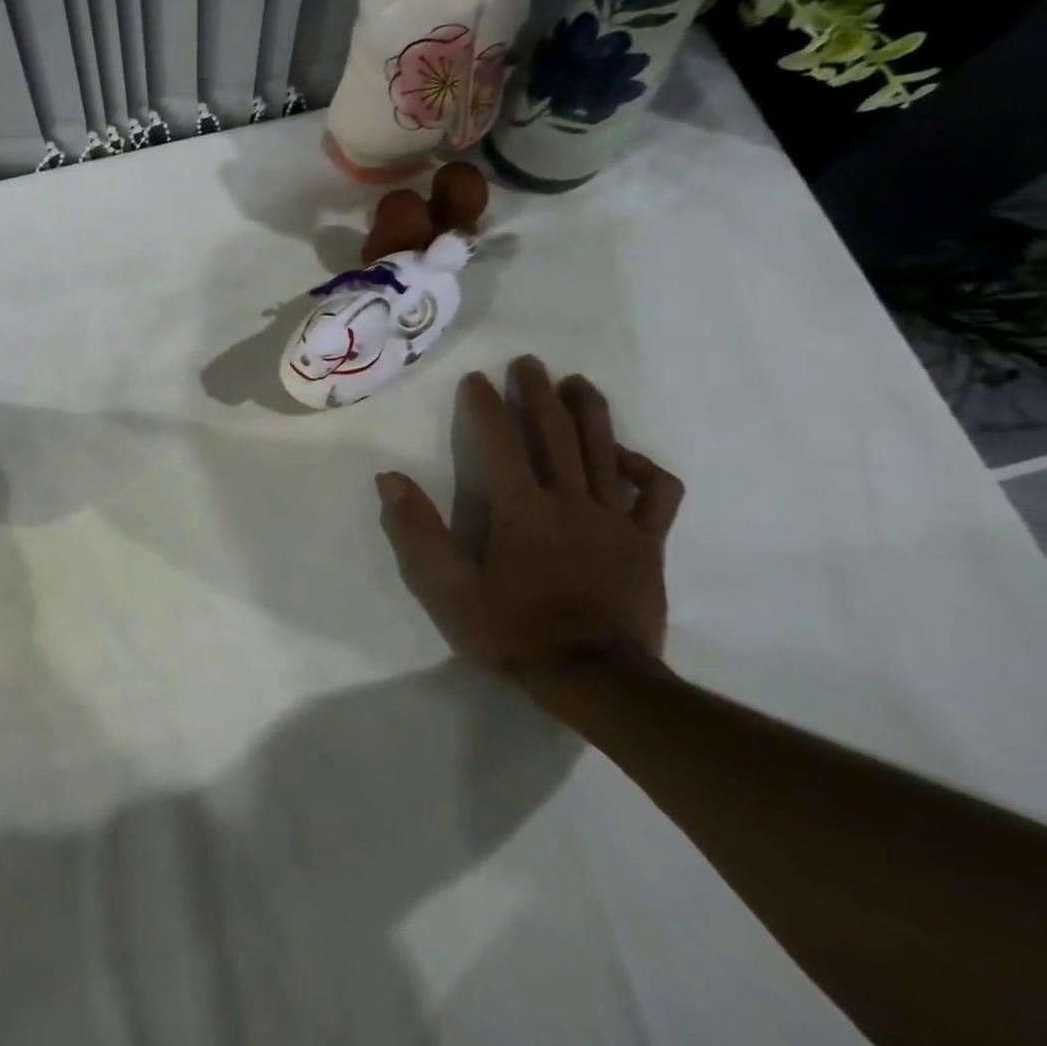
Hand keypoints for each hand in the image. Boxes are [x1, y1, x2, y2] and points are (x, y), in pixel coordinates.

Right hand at [377, 357, 683, 686]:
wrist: (598, 681)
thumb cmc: (514, 632)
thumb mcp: (448, 589)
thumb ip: (418, 532)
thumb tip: (389, 478)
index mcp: (521, 510)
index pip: (500, 442)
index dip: (486, 406)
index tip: (476, 379)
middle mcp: (570, 501)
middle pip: (556, 434)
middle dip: (540, 393)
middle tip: (529, 363)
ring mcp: (616, 519)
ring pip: (605, 450)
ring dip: (589, 411)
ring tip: (578, 382)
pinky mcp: (648, 542)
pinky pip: (657, 493)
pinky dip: (643, 467)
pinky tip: (625, 456)